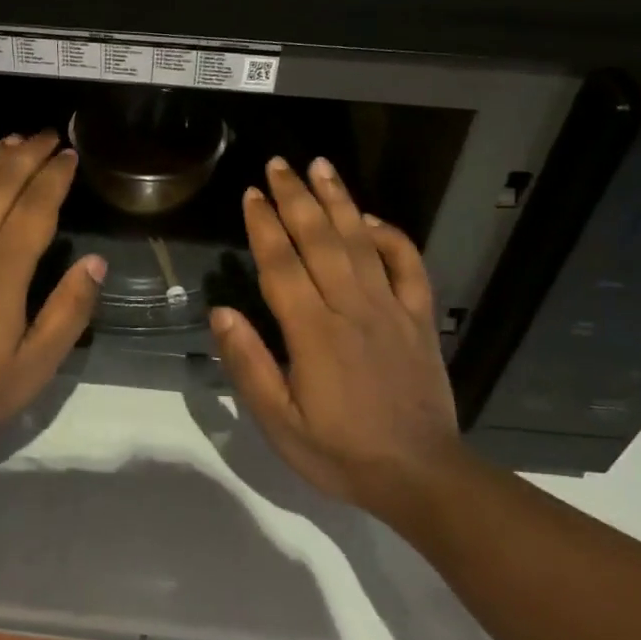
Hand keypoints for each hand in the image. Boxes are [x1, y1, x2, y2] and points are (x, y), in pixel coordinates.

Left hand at [0, 131, 105, 446]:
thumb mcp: (34, 365)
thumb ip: (68, 311)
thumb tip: (95, 262)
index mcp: (3, 267)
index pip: (36, 207)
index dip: (55, 177)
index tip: (70, 155)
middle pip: (1, 185)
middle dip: (27, 155)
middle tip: (49, 134)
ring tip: (13, 141)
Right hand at [210, 156, 460, 514]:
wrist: (419, 475)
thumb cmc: (340, 453)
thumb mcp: (279, 422)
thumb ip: (249, 365)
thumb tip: (221, 313)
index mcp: (312, 333)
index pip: (281, 265)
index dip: (264, 226)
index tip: (251, 194)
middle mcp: (351, 308)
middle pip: (320, 240)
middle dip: (296, 197)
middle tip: (279, 164)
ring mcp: (391, 309)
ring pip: (362, 242)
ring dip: (339, 201)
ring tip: (321, 167)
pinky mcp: (419, 319)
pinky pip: (409, 266)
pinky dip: (392, 237)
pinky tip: (373, 219)